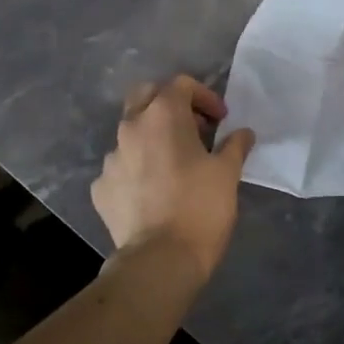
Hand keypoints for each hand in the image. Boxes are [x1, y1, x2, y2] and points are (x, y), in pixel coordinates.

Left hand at [91, 76, 254, 277]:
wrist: (160, 260)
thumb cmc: (200, 208)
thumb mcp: (228, 173)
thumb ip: (235, 145)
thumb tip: (243, 133)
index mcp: (163, 115)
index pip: (181, 84)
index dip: (205, 97)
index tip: (221, 120)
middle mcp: (131, 127)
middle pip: (146, 96)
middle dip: (170, 105)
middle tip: (193, 128)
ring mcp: (111, 158)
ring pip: (130, 133)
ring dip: (152, 139)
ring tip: (173, 165)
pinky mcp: (100, 187)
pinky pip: (120, 168)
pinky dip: (136, 171)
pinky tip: (152, 193)